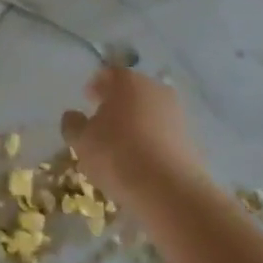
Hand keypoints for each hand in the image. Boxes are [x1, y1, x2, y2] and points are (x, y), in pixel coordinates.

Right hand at [61, 65, 205, 210]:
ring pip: (149, 110)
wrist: (169, 189)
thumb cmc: (118, 155)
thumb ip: (73, 124)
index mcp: (127, 81)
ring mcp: (176, 112)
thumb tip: (73, 116)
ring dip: (136, 121)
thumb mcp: (82, 141)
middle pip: (132, 89)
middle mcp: (155, 88)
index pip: (109, 73)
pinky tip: (142, 159)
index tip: (87, 98)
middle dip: (116, 102)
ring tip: (122, 143)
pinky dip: (151, 139)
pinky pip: (163, 132)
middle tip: (102, 119)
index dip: (96, 84)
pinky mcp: (190, 138)